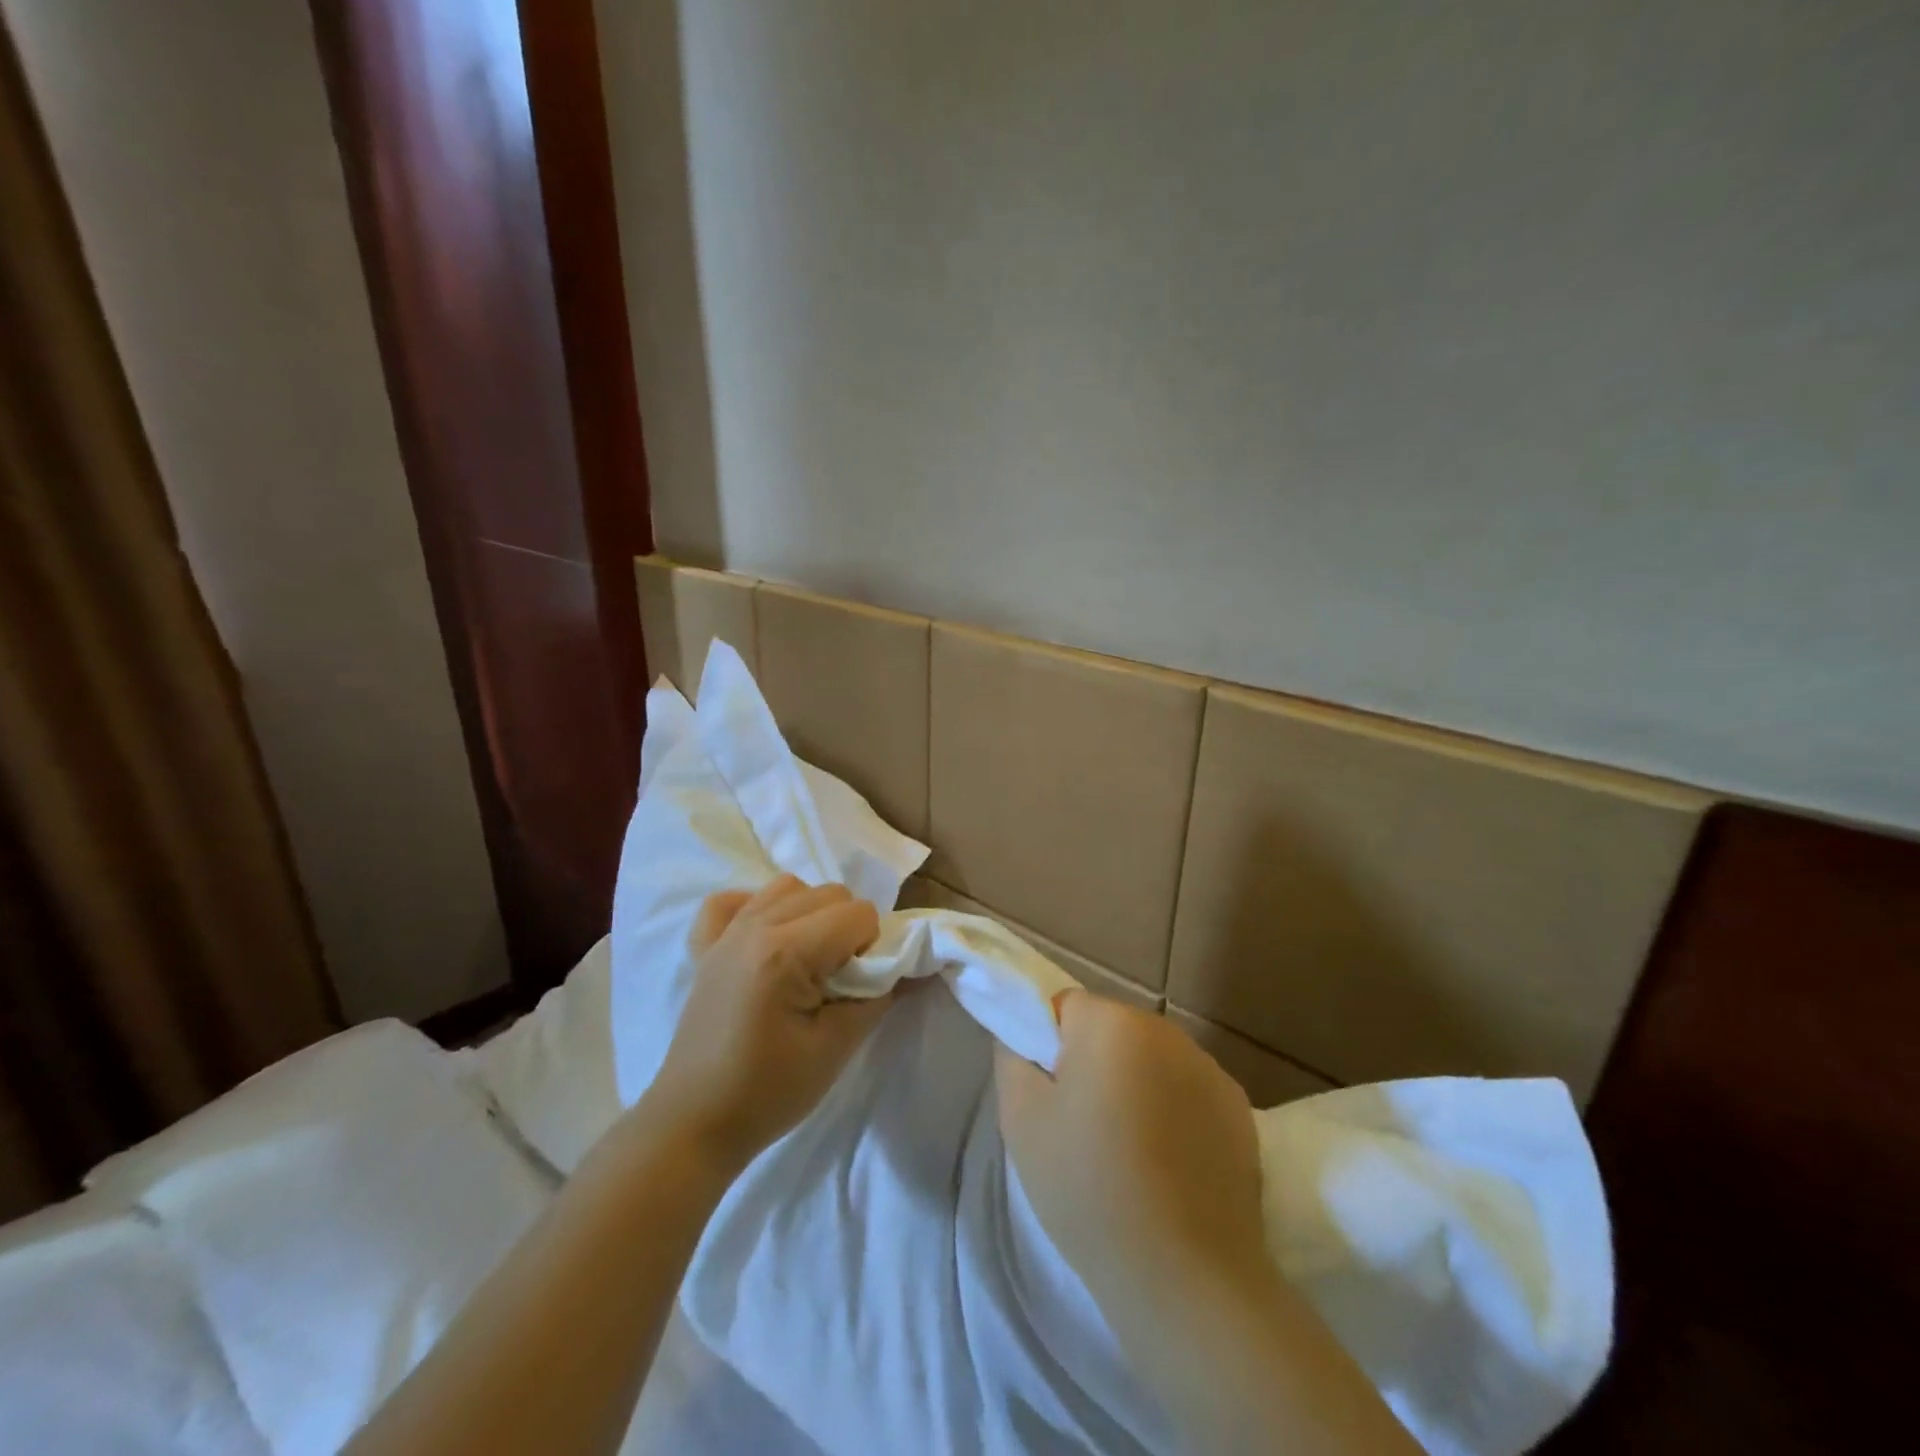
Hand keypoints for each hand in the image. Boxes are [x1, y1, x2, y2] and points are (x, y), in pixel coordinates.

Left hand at [647, 875, 890, 1169]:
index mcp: (786, 952)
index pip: (859, 914)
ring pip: (788, 886)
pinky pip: (734, 899)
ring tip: (807, 959)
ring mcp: (725, 932)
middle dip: (848, 928)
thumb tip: (905, 967)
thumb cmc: (768, 1093)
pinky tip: (766, 939)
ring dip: (811, 912)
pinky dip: (757, 908)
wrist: (693, 1124)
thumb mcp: (835, 1049)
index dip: (872, 947)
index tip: (858, 987)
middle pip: (829, 893)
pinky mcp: (705, 945)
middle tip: (838, 980)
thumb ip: (876, 998)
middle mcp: (755, 926)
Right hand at [996, 992, 1270, 1307]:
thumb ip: (1012, 1055)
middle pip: (1110, 1030)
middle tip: (1082, 1129)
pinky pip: (1187, 1091)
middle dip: (1093, 1064)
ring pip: (1149, 1060)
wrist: (1185, 1276)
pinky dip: (1173, 1113)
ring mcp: (1207, 1067)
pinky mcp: (1239, 1107)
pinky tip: (1168, 1167)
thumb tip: (1022, 1034)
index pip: (1064, 1008)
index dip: (1049, 1048)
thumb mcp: (1021, 1119)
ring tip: (1127, 1154)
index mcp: (1110, 1022)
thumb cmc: (1088, 1189)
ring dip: (1135, 1086)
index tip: (1051, 1099)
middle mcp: (1164, 1029)